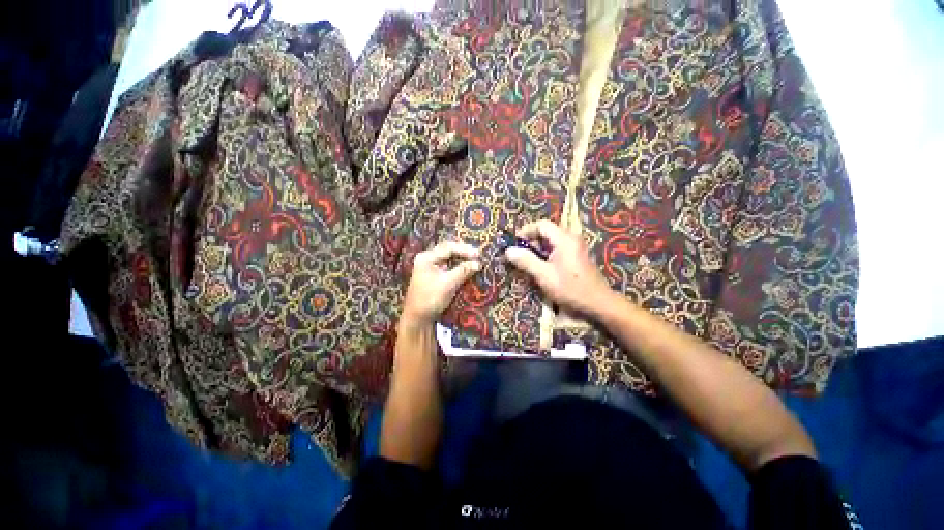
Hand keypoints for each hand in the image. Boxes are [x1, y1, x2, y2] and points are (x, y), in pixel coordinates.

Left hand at [402, 241, 480, 326]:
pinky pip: (449, 266)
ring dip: (462, 259)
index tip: (479, 255)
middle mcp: (427, 259)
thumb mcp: (448, 284)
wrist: (418, 318)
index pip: (448, 247)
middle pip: (448, 250)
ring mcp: (430, 267)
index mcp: (427, 257)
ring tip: (475, 260)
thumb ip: (463, 271)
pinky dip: (459, 266)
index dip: (465, 250)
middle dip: (464, 252)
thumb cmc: (430, 299)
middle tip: (479, 256)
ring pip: (449, 258)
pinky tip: (467, 268)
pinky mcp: (435, 275)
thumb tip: (478, 263)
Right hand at [504, 220, 612, 317]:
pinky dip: (546, 254)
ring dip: (537, 249)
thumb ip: (526, 261)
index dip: (525, 231)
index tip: (514, 243)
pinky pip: (557, 248)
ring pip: (551, 241)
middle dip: (530, 242)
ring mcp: (575, 247)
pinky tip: (541, 267)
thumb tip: (508, 251)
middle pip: (546, 232)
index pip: (541, 225)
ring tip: (527, 262)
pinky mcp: (576, 255)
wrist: (598, 302)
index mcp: (564, 239)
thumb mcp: (544, 275)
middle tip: (519, 255)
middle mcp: (571, 238)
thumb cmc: (570, 288)